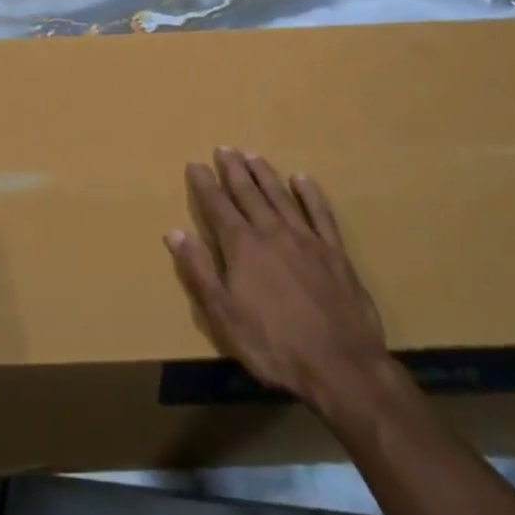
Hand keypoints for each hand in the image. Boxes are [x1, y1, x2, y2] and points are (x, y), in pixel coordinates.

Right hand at [166, 149, 390, 416]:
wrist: (340, 366)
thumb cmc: (273, 344)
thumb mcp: (223, 314)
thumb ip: (199, 270)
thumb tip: (174, 232)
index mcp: (243, 247)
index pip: (217, 206)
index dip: (204, 184)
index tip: (194, 164)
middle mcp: (272, 232)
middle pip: (248, 193)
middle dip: (233, 170)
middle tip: (224, 148)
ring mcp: (307, 239)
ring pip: (280, 196)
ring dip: (264, 174)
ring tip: (252, 155)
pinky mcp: (335, 252)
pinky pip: (320, 212)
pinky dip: (309, 193)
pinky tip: (302, 179)